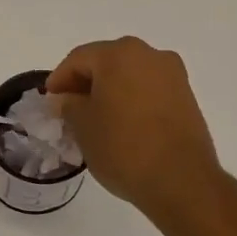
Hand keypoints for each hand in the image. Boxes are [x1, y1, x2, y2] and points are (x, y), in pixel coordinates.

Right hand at [47, 38, 221, 218]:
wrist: (181, 181)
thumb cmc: (123, 147)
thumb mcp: (83, 126)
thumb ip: (68, 104)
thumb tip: (65, 98)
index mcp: (119, 54)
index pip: (79, 59)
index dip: (59, 79)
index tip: (49, 101)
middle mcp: (149, 54)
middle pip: (107, 62)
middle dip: (85, 82)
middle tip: (69, 108)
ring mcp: (172, 74)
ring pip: (130, 75)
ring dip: (110, 91)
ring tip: (96, 118)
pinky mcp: (187, 96)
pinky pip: (149, 89)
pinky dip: (132, 99)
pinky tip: (122, 123)